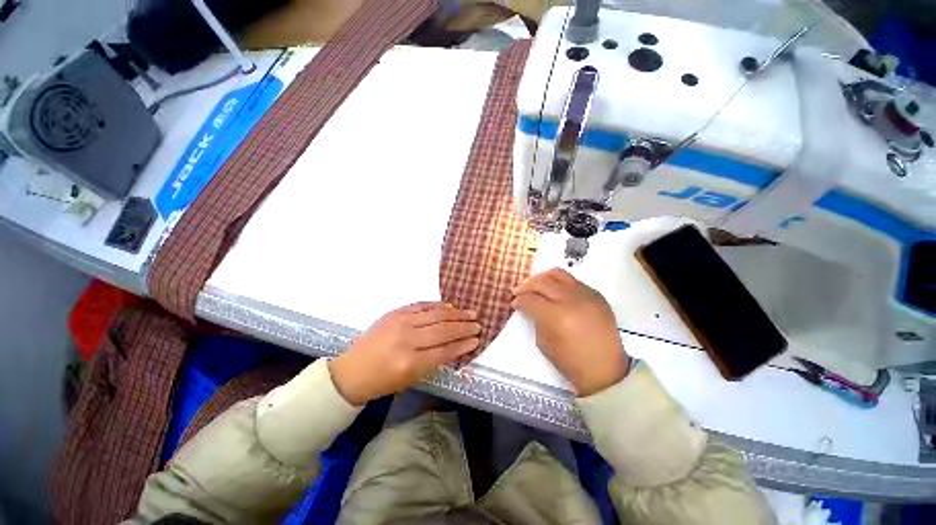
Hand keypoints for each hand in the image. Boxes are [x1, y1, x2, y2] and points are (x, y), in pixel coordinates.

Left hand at [328, 302, 480, 404]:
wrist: (352, 370)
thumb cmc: (383, 381)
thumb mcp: (411, 379)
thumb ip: (434, 362)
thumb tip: (456, 346)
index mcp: (410, 363)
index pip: (445, 351)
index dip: (463, 345)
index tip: (477, 340)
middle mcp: (407, 340)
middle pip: (443, 330)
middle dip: (464, 327)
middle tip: (478, 324)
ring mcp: (400, 322)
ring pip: (435, 315)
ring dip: (456, 314)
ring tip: (470, 313)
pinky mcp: (395, 312)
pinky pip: (422, 305)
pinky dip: (438, 305)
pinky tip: (449, 306)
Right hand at [512, 269, 628, 395]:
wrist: (606, 370)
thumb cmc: (571, 362)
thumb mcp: (544, 343)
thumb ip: (535, 320)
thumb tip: (529, 307)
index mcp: (557, 316)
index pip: (530, 299)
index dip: (519, 300)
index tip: (515, 303)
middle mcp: (571, 299)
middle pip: (542, 282)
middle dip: (526, 285)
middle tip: (519, 291)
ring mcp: (586, 295)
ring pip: (558, 274)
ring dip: (542, 278)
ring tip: (535, 285)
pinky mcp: (596, 295)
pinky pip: (573, 281)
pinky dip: (559, 283)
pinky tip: (555, 291)